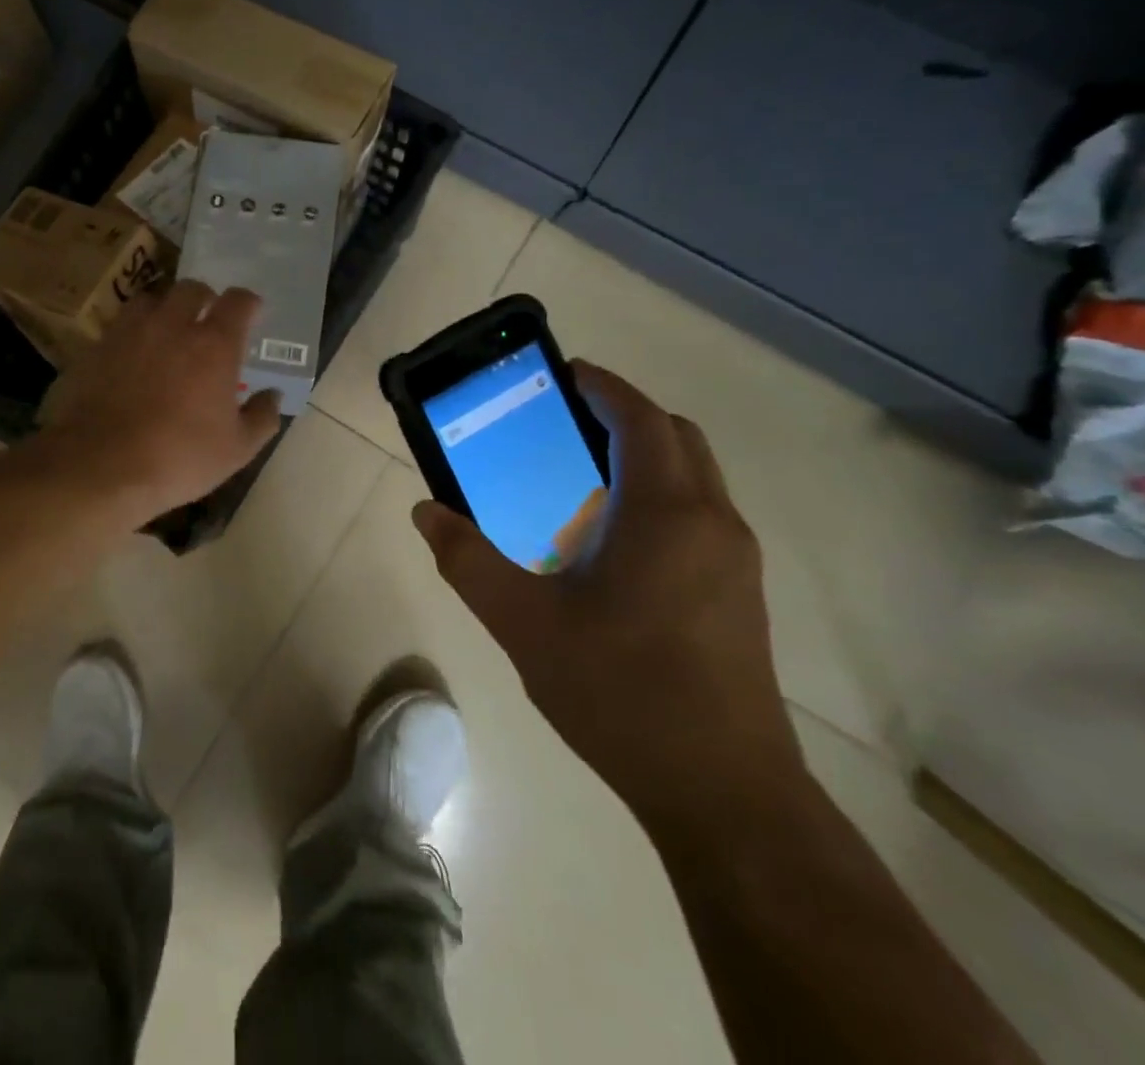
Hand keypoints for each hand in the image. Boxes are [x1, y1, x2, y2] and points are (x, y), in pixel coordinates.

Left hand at [35, 280, 281, 523]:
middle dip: (204, 298)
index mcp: (213, 345)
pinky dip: (133, 333)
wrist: (102, 466)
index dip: (248, 303)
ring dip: (164, 309)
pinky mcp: (97, 347)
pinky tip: (133, 356)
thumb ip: (261, 417)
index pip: (238, 301)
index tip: (252, 313)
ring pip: (150, 300)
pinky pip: (120, 326)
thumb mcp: (236, 449)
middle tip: (207, 318)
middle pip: (191, 289)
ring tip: (166, 330)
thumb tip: (273, 396)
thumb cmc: (180, 458)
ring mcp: (130, 333)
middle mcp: (172, 326)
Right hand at [411, 361, 805, 840]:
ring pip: (694, 477)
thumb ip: (467, 559)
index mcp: (667, 515)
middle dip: (625, 415)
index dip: (605, 387)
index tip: (565, 372)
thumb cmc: (621, 692)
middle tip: (565, 420)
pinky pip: (699, 514)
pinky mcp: (739, 594)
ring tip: (578, 474)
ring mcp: (735, 561)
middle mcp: (713, 524)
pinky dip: (658, 495)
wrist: (724, 792)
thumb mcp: (523, 622)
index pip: (643, 421)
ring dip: (644, 456)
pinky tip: (608, 540)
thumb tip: (425, 511)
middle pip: (677, 439)